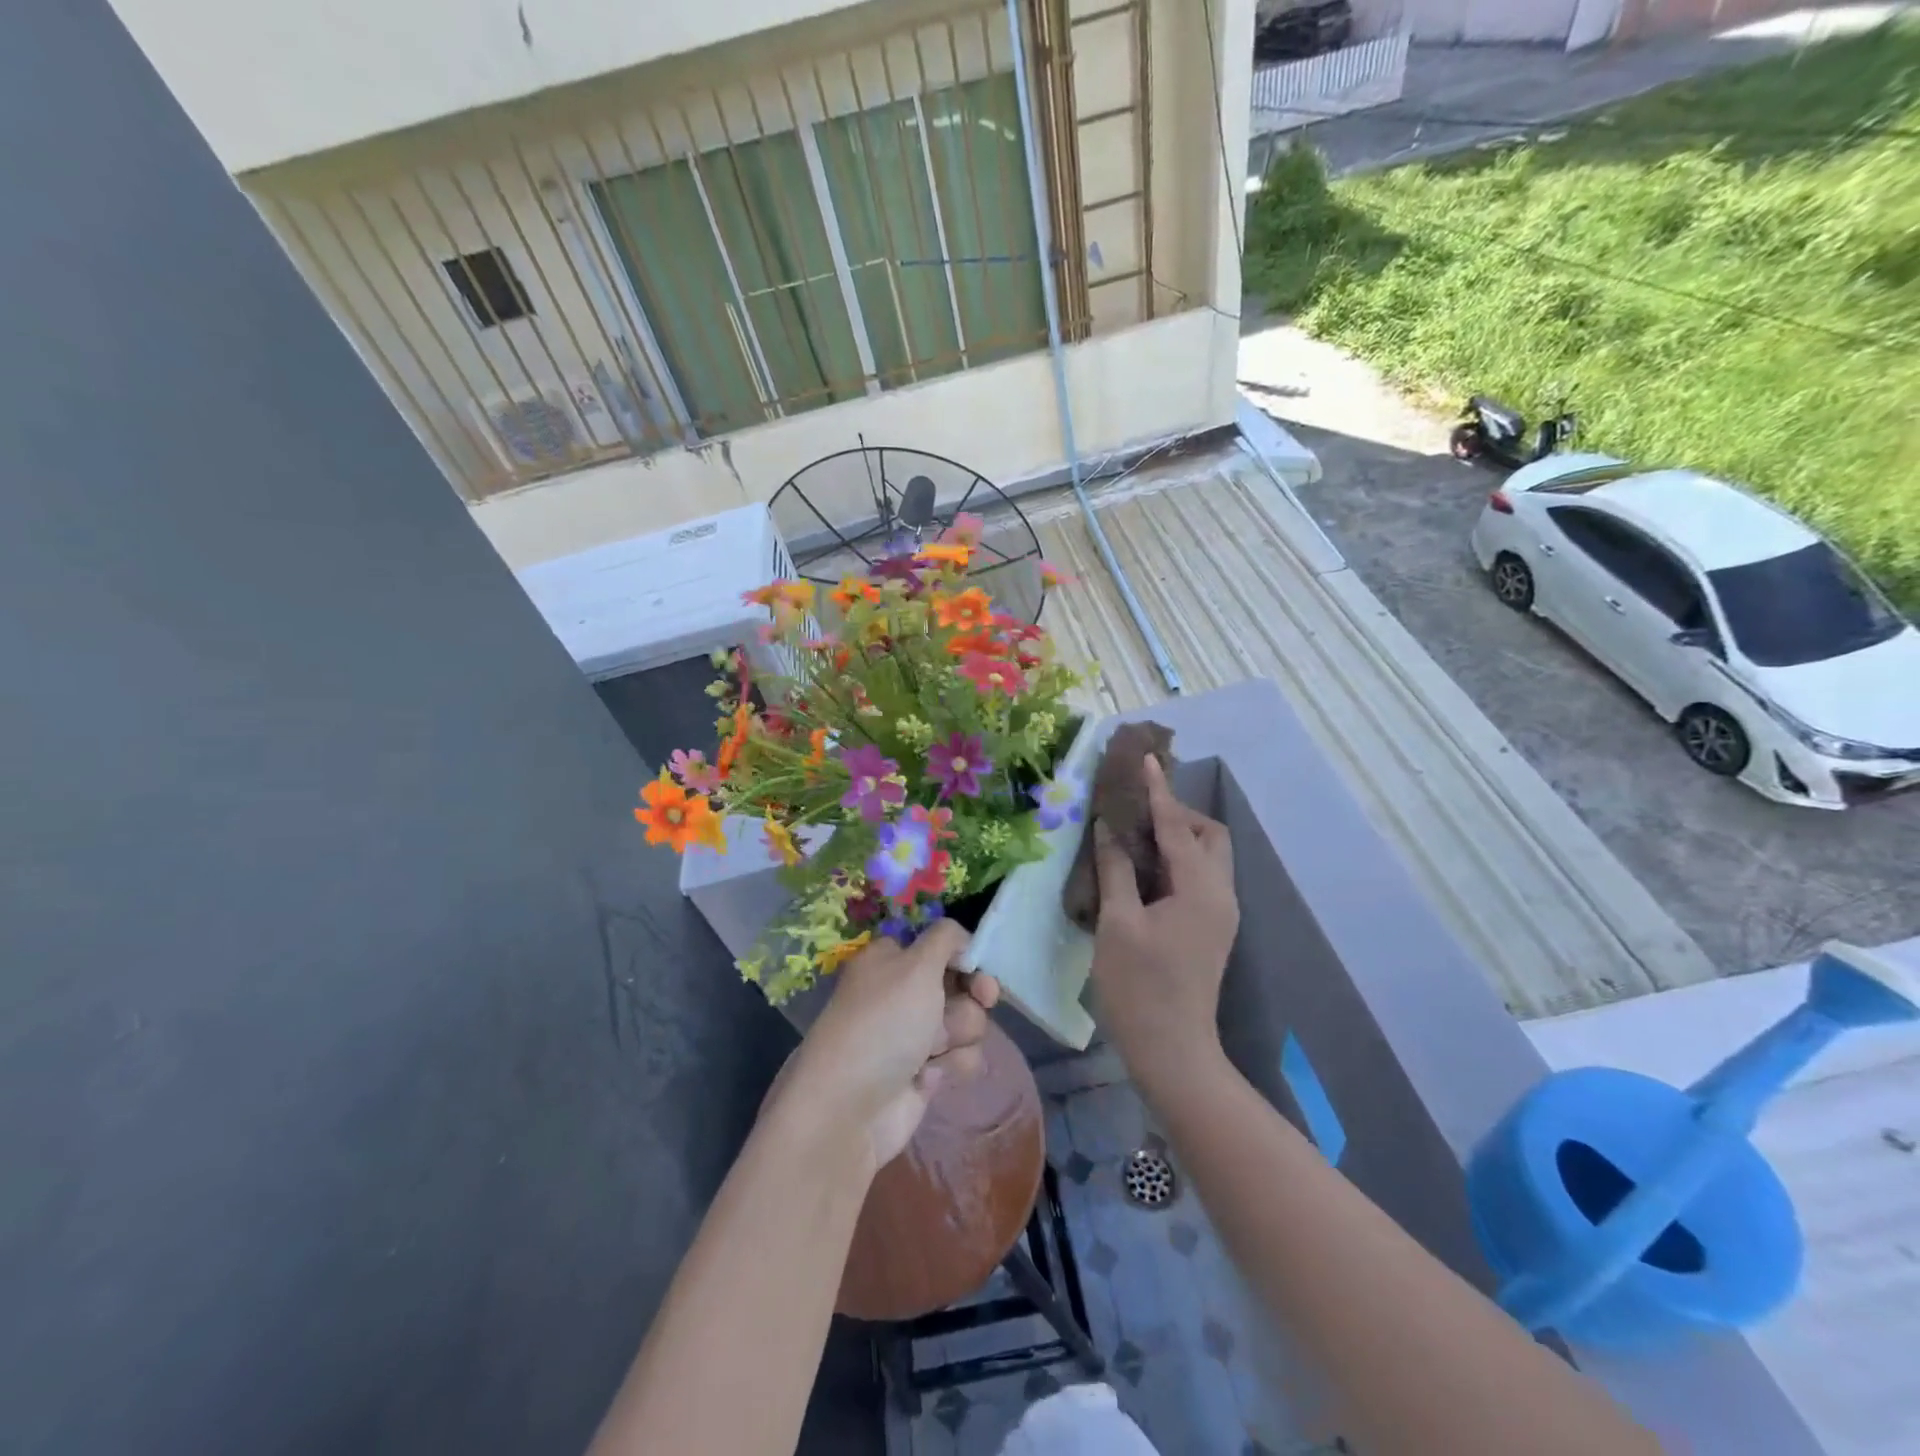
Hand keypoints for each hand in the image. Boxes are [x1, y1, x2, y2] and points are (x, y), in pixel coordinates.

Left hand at [775, 920, 999, 1175]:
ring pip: (967, 1023)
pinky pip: (960, 1058)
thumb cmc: (884, 1023)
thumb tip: (962, 939)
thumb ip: (946, 939)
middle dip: (971, 997)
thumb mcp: (916, 965)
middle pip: (962, 985)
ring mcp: (914, 1034)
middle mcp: (903, 993)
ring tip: (934, 1050)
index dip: (965, 956)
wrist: (850, 1108)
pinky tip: (928, 1076)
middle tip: (980, 1000)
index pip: (941, 946)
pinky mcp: (924, 1072)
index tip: (978, 967)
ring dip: (960, 1034)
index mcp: (892, 960)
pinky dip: (950, 1065)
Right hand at [1090, 755, 1237, 1092]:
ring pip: (1207, 856)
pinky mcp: (1211, 928)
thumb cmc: (1139, 987)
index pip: (1178, 826)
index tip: (1146, 759)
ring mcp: (1219, 914)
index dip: (1159, 791)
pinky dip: (1177, 860)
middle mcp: (1220, 894)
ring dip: (1178, 836)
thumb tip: (1108, 828)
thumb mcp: (1118, 924)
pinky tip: (1144, 868)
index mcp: (1200, 889)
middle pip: (1209, 835)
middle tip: (1136, 812)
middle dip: (1178, 813)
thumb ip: (1116, 869)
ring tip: (1136, 834)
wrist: (1172, 1052)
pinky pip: (1199, 877)